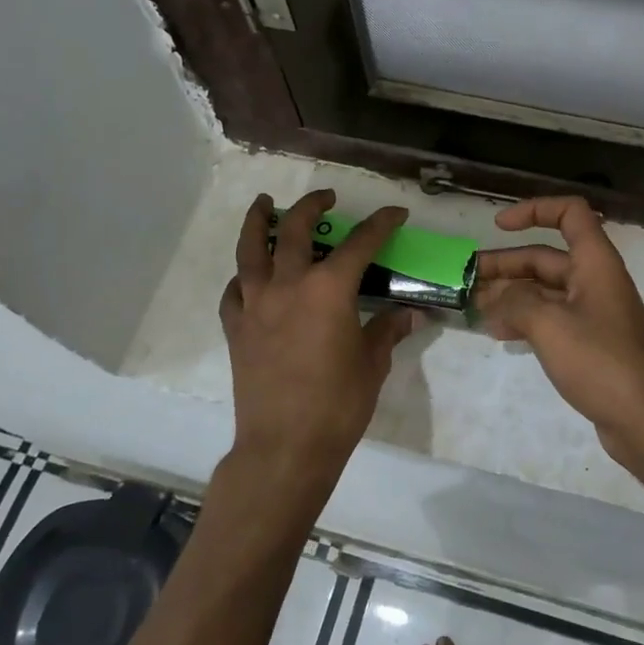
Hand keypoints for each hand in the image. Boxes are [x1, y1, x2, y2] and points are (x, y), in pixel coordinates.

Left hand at [219, 191, 424, 488]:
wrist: (285, 446)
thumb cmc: (338, 404)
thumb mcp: (372, 364)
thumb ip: (387, 331)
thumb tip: (410, 315)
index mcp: (329, 289)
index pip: (360, 243)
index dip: (380, 224)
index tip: (394, 213)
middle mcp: (288, 285)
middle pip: (295, 230)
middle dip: (312, 206)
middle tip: (326, 198)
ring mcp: (256, 304)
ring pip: (250, 249)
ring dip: (258, 221)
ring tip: (264, 204)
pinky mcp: (236, 328)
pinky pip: (234, 290)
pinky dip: (243, 276)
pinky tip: (249, 275)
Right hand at [476, 197, 643, 462]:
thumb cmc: (600, 361)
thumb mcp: (550, 325)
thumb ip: (515, 303)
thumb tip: (493, 300)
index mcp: (595, 263)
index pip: (569, 213)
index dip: (534, 210)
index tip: (498, 226)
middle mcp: (596, 281)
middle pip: (547, 257)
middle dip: (507, 264)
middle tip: (468, 278)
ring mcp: (594, 314)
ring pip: (546, 291)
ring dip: (511, 294)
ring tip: (476, 307)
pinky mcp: (590, 344)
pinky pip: (552, 319)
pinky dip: (526, 320)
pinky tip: (501, 333)